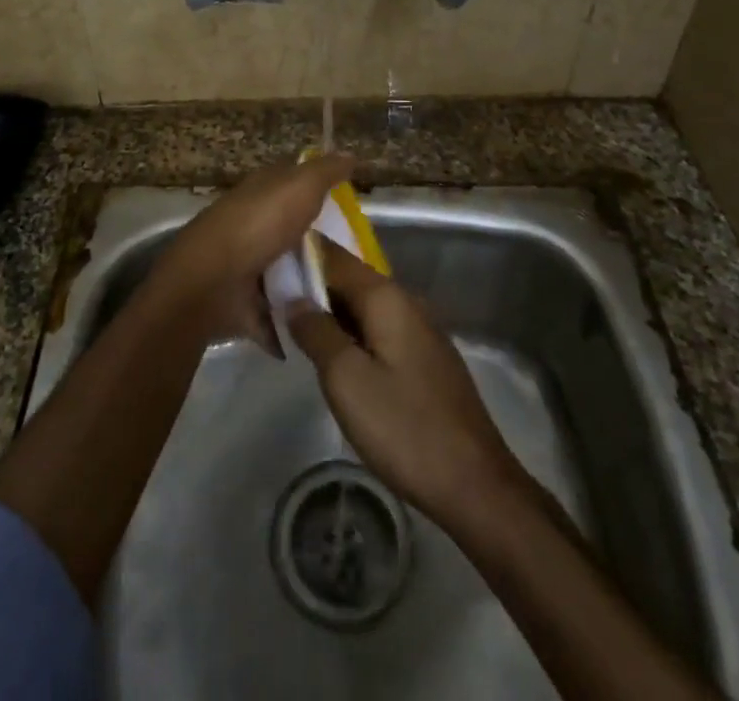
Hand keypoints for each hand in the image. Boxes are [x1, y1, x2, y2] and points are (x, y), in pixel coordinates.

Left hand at [149, 154, 354, 350]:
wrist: (211, 284)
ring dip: (312, 285)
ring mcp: (247, 266)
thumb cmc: (257, 226)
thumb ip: (325, 172)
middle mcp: (253, 225)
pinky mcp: (246, 303)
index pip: (293, 182)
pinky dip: (295, 322)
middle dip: (322, 243)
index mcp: (261, 193)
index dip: (320, 187)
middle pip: (294, 230)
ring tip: (352, 298)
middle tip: (363, 259)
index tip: (352, 203)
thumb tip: (350, 154)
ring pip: (288, 271)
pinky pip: (278, 312)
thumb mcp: (299, 187)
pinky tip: (326, 327)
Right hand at [288, 239, 530, 533]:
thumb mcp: (346, 379)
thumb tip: (294, 297)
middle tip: (271, 304)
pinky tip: (335, 358)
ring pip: (364, 308)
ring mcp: (420, 329)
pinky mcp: (426, 357)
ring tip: (294, 329)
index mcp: (386, 296)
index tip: (264, 267)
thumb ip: (316, 331)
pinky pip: (380, 330)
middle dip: (312, 288)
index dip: (299, 257)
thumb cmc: (403, 427)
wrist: (474, 483)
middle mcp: (405, 301)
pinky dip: (353, 335)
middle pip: (349, 280)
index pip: (333, 256)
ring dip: (331, 314)